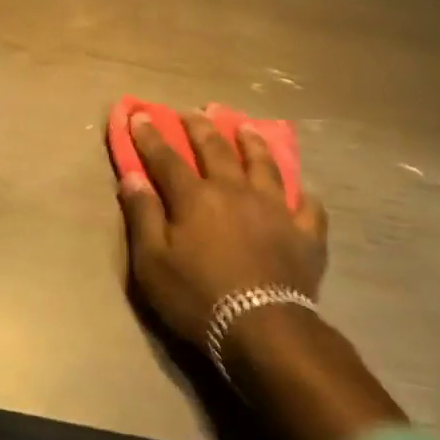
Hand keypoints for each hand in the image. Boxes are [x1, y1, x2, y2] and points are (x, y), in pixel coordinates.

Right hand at [116, 110, 328, 346]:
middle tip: (194, 110)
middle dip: (200, 127)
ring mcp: (275, 210)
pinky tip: (302, 191)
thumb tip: (132, 177)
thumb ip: (142, 216)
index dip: (150, 136)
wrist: (263, 329)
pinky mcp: (305, 234)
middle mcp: (235, 191)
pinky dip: (303, 196)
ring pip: (264, 165)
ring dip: (253, 143)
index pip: (166, 158)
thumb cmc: (197, 297)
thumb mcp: (152, 262)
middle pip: (216, 150)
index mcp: (195, 197)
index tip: (140, 115)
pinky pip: (308, 207)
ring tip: (246, 127)